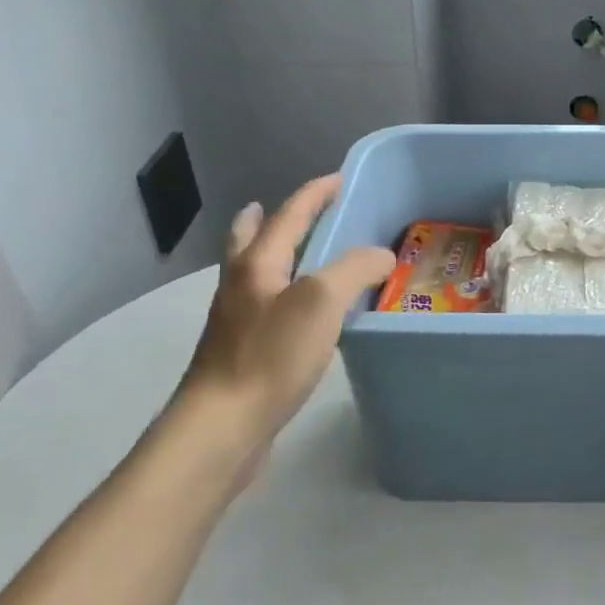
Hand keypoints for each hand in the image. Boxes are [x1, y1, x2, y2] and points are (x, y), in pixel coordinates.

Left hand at [172, 174, 395, 466]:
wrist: (224, 425)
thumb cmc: (271, 355)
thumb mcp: (322, 301)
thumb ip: (355, 268)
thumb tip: (381, 255)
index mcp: (257, 263)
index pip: (290, 214)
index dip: (316, 193)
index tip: (340, 178)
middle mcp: (241, 285)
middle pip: (251, 238)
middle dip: (269, 218)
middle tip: (291, 208)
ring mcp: (236, 320)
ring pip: (254, 272)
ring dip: (272, 253)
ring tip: (296, 252)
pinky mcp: (241, 352)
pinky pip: (264, 305)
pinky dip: (281, 291)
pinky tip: (302, 312)